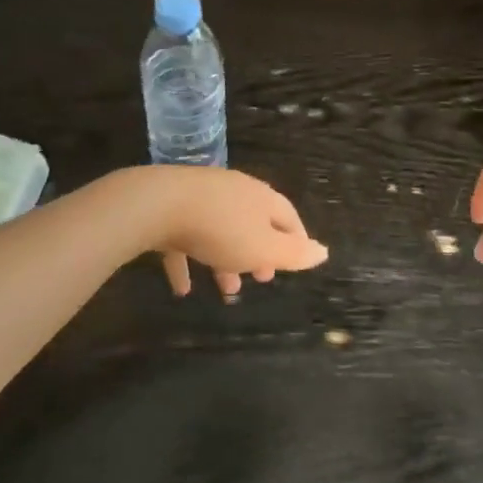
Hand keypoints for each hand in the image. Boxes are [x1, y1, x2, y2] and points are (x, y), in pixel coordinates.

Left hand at [143, 165, 328, 298]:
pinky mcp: (171, 208)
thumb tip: (324, 251)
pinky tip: (182, 289)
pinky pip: (185, 238)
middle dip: (259, 252)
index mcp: (261, 198)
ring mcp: (201, 197)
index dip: (295, 240)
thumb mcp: (263, 247)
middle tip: (261, 278)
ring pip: (221, 231)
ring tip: (226, 290)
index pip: (288, 216)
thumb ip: (294, 253)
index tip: (295, 263)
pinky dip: (188, 262)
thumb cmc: (221, 229)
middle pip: (254, 222)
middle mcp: (234, 192)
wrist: (158, 204)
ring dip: (226, 261)